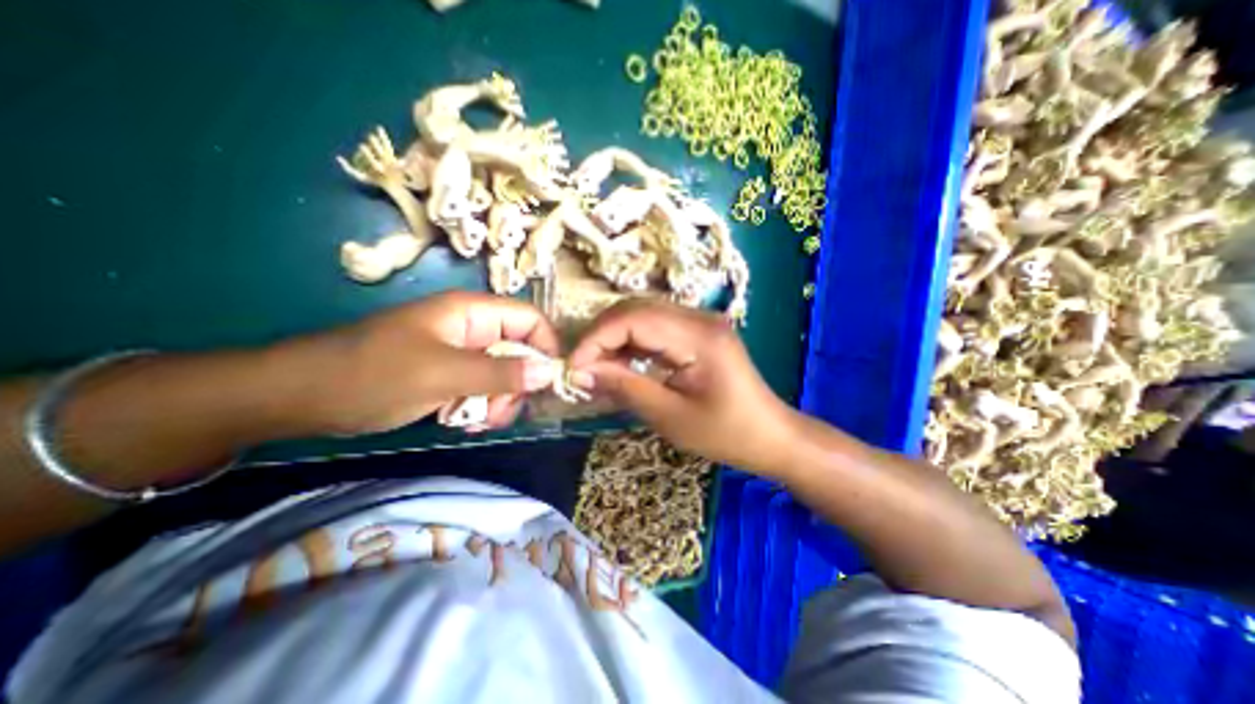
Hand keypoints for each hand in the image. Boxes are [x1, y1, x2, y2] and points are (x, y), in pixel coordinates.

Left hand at [291, 289, 560, 435]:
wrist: (302, 397)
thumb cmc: (373, 375)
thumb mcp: (443, 374)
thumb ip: (500, 373)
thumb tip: (548, 373)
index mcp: (472, 313)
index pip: (530, 319)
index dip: (546, 347)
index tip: (549, 383)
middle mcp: (473, 329)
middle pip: (520, 351)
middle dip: (517, 383)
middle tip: (498, 412)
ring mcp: (461, 353)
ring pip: (504, 374)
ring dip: (499, 400)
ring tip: (477, 421)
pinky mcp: (450, 374)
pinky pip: (484, 388)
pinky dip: (482, 406)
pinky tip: (464, 422)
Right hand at [569, 297, 791, 473]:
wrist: (770, 435)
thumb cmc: (726, 433)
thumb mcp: (670, 417)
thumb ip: (625, 387)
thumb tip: (581, 371)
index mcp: (698, 336)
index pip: (633, 319)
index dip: (596, 339)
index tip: (573, 367)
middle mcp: (698, 317)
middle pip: (635, 309)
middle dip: (601, 336)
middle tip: (582, 368)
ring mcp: (699, 321)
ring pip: (642, 315)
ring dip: (614, 339)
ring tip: (597, 368)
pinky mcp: (697, 331)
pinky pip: (655, 327)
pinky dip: (631, 343)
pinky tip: (621, 364)